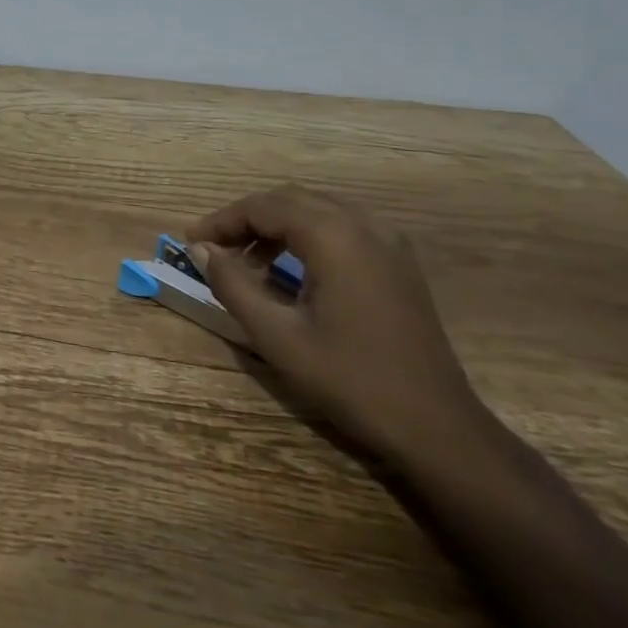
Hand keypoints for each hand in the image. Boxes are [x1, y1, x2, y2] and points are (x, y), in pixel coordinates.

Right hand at [185, 185, 484, 468]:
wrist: (437, 428)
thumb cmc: (351, 380)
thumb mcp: (277, 336)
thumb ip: (232, 284)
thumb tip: (201, 249)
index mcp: (334, 237)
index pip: (263, 207)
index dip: (222, 220)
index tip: (191, 241)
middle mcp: (363, 225)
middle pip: (289, 200)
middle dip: (246, 218)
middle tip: (213, 247)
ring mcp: (388, 242)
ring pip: (316, 209)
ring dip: (275, 225)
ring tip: (245, 260)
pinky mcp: (398, 262)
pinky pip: (341, 227)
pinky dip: (305, 235)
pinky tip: (289, 270)